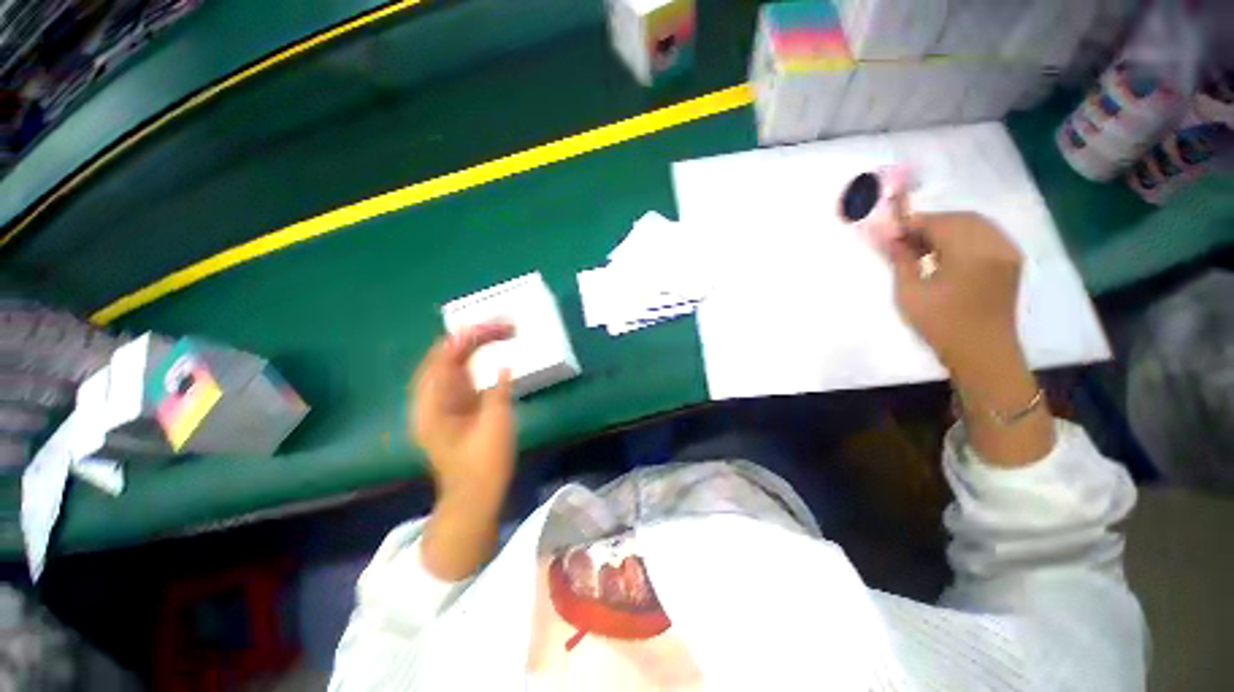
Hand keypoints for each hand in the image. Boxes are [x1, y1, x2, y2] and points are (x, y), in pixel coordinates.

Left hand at [411, 322, 516, 509]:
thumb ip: (498, 392)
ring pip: (451, 365)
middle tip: (502, 327)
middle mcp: (430, 401)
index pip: (443, 360)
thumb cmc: (484, 465)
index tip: (494, 326)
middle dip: (471, 338)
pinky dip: (474, 361)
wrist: (474, 497)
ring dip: (473, 347)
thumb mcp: (495, 425)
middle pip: (444, 358)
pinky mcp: (453, 409)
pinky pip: (460, 376)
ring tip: (498, 332)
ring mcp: (440, 404)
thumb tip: (504, 367)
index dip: (467, 339)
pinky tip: (488, 353)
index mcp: (433, 406)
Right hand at [889, 212, 1021, 370]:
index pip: (938, 222)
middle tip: (904, 240)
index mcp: (970, 252)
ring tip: (923, 247)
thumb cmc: (941, 324)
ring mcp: (1007, 251)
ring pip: (975, 224)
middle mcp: (994, 244)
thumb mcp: (910, 293)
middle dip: (929, 224)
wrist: (982, 351)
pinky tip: (947, 252)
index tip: (889, 233)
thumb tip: (889, 238)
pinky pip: (987, 235)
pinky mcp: (1011, 260)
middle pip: (959, 218)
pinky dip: (964, 236)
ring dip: (946, 228)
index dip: (911, 224)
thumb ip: (901, 260)